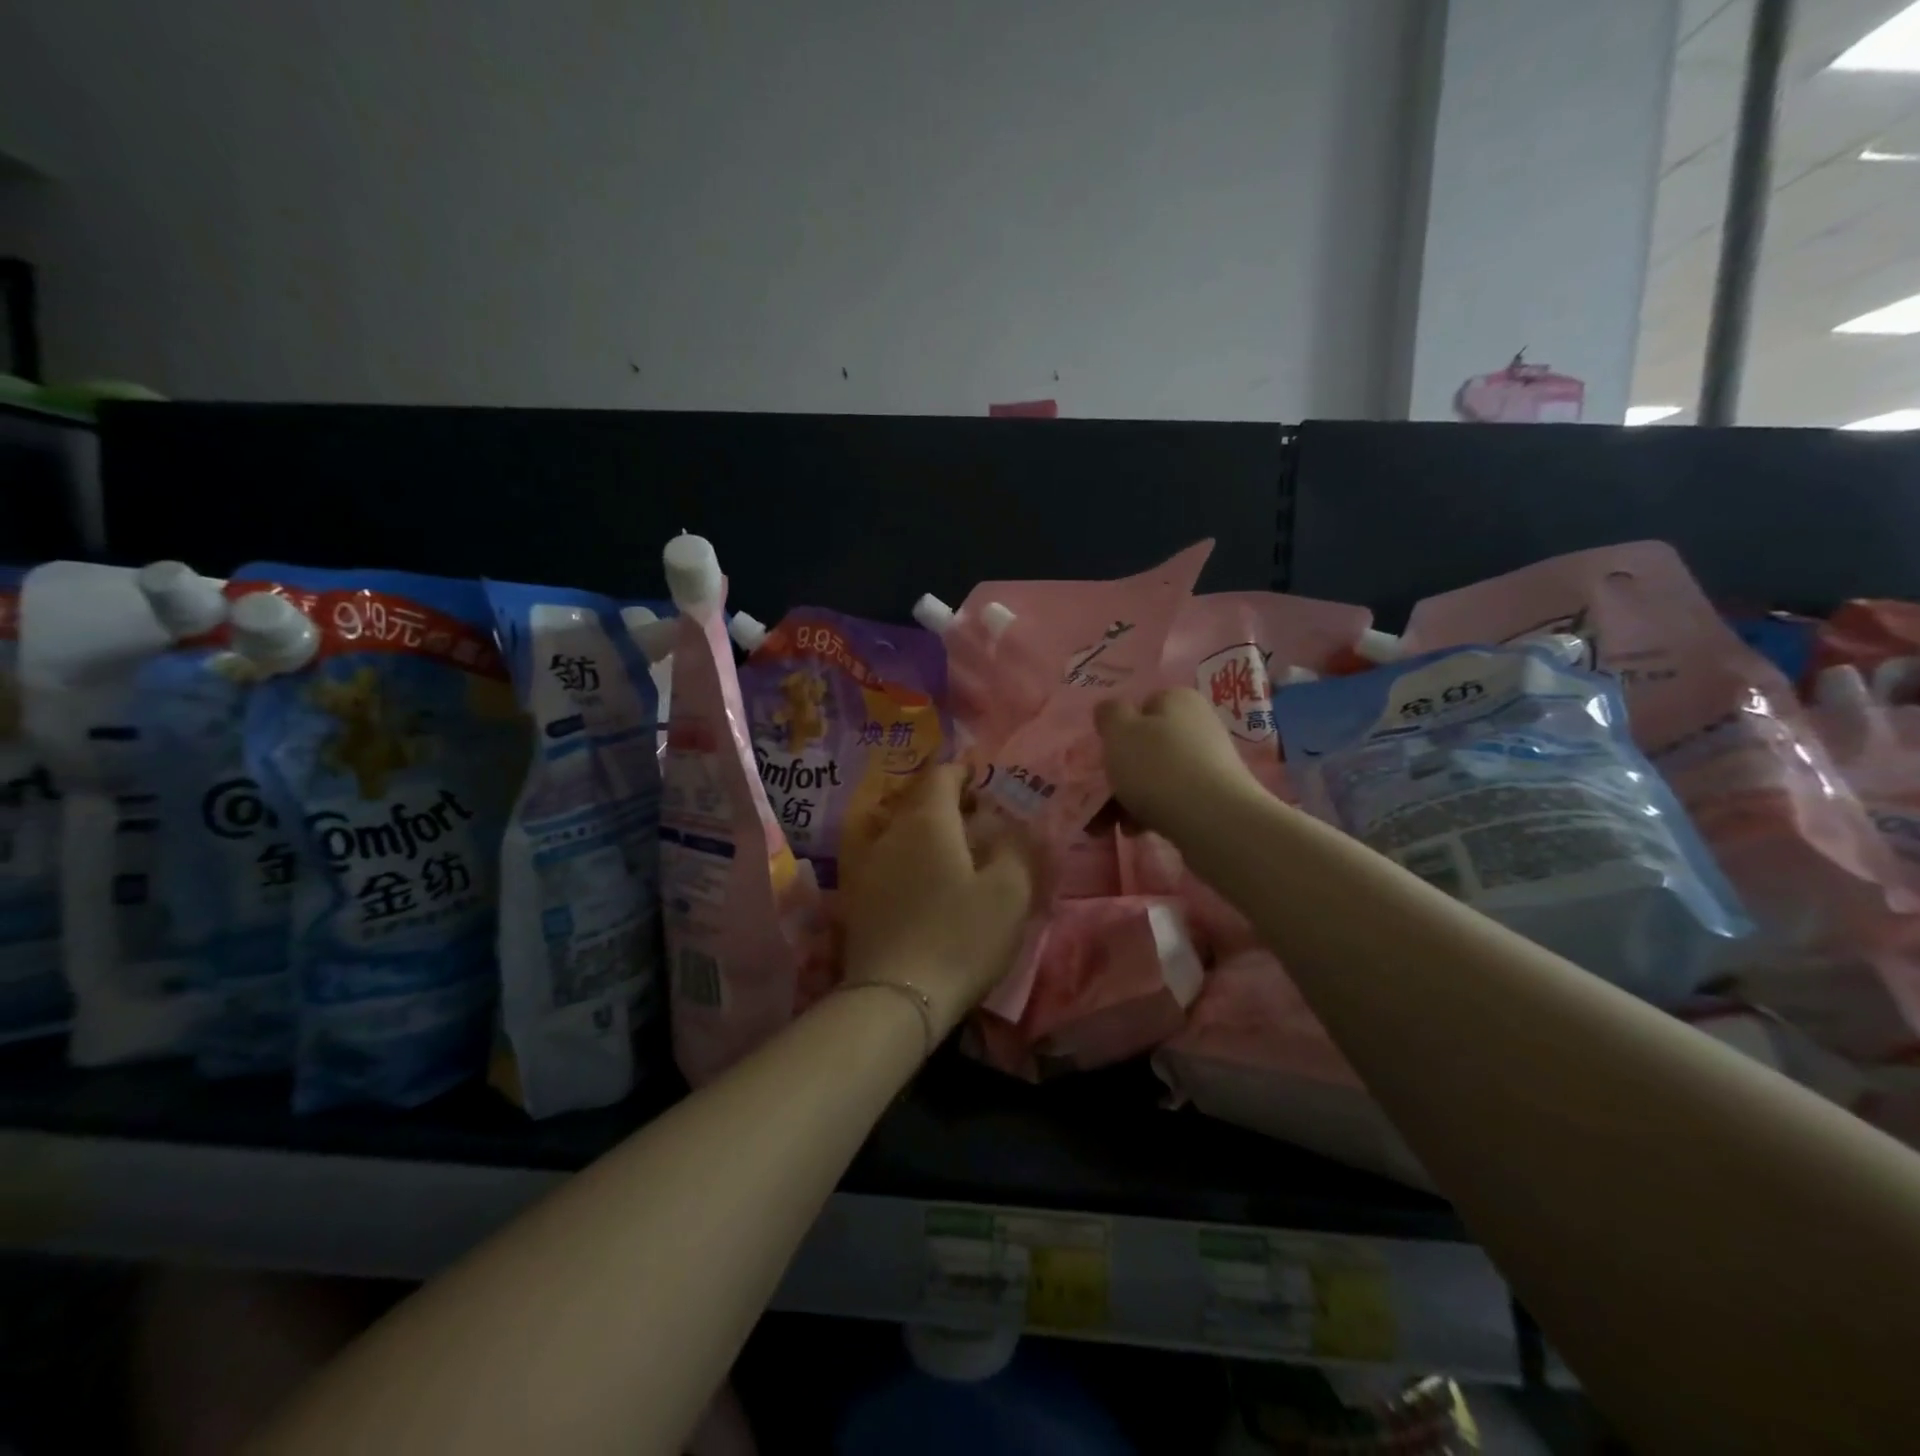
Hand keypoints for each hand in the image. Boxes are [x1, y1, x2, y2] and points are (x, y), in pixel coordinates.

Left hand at [838, 764, 1038, 1040]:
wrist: (896, 997)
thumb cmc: (960, 937)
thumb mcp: (1009, 892)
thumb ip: (1015, 849)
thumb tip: (1010, 825)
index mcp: (927, 821)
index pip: (941, 775)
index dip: (963, 772)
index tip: (982, 780)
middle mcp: (890, 832)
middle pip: (916, 801)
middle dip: (945, 801)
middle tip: (975, 818)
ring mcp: (866, 865)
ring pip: (898, 830)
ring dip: (924, 831)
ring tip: (950, 850)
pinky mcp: (855, 898)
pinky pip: (885, 859)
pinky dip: (906, 858)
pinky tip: (922, 882)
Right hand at [1095, 689, 1258, 839]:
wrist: (1213, 821)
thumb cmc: (1158, 767)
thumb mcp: (1119, 732)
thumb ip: (1110, 714)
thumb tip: (1111, 709)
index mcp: (1178, 700)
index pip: (1143, 706)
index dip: (1120, 730)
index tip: (1106, 753)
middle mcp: (1199, 725)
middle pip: (1148, 745)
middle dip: (1121, 772)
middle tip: (1101, 796)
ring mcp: (1211, 762)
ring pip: (1157, 776)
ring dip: (1129, 798)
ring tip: (1109, 825)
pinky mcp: (1216, 796)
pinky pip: (1173, 799)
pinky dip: (1152, 812)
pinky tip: (1136, 831)